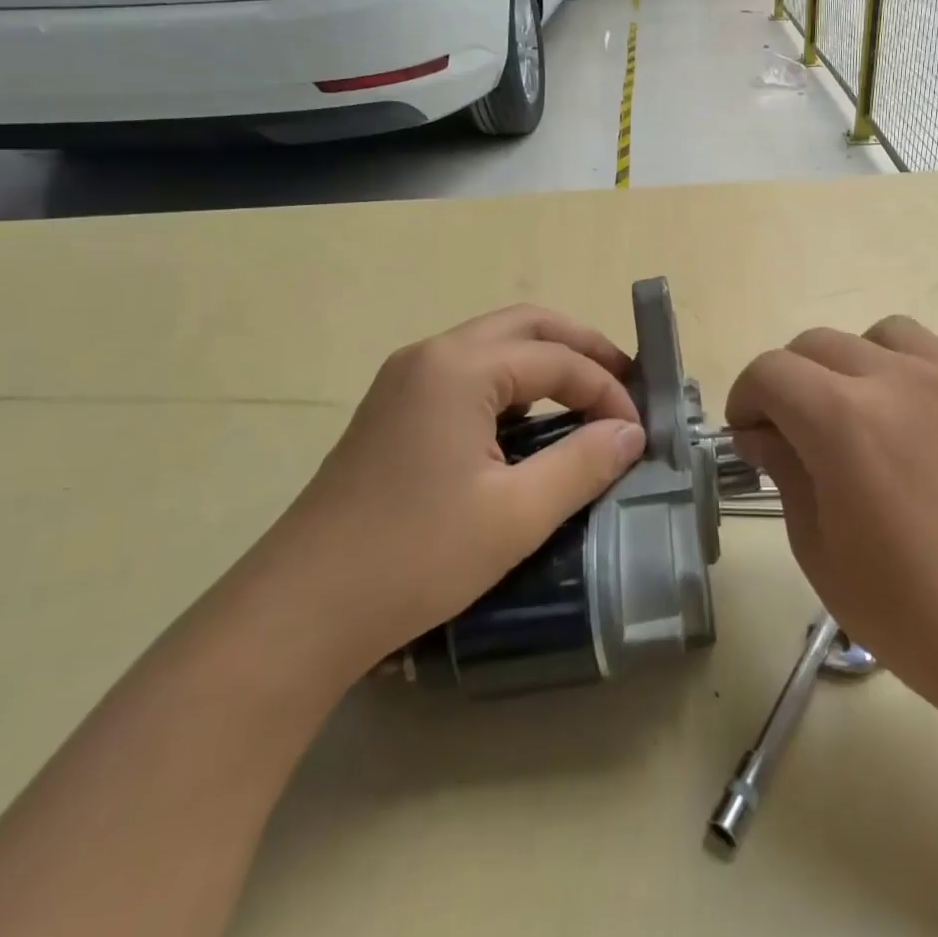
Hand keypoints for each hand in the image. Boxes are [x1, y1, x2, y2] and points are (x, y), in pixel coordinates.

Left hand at [241, 306, 646, 681]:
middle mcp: (431, 356)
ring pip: (494, 344)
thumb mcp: (517, 515)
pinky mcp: (393, 409)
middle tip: (624, 382)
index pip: (557, 359)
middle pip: (526, 326)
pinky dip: (513, 382)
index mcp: (461, 369)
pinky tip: (530, 422)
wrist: (300, 610)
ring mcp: (405, 380)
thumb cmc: (415, 557)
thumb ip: (583, 463)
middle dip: (582, 348)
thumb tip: (630, 433)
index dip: (607, 390)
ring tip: (587, 396)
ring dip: (546, 360)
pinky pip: (468, 373)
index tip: (637, 432)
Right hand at [725, 312, 937, 702]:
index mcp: (840, 418)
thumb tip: (759, 433)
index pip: (770, 372)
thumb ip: (784, 471)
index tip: (747, 432)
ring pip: (891, 332)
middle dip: (791, 377)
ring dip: (861, 356)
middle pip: (820, 343)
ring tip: (864, 398)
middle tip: (794, 425)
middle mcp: (896, 380)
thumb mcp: (817, 547)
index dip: (746, 396)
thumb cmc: (905, 607)